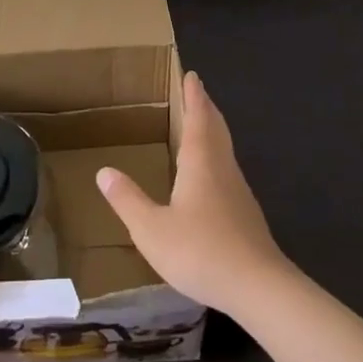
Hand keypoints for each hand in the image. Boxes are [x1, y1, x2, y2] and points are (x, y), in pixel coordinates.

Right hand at [96, 72, 289, 313]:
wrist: (258, 286)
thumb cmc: (200, 250)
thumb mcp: (151, 229)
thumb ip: (128, 200)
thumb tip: (104, 171)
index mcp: (200, 161)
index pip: (197, 117)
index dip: (193, 95)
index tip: (192, 75)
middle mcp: (222, 167)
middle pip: (216, 128)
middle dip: (205, 108)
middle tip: (197, 92)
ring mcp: (238, 190)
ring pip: (225, 148)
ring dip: (213, 131)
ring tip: (201, 127)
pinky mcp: (246, 213)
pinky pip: (228, 170)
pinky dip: (217, 157)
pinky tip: (210, 176)